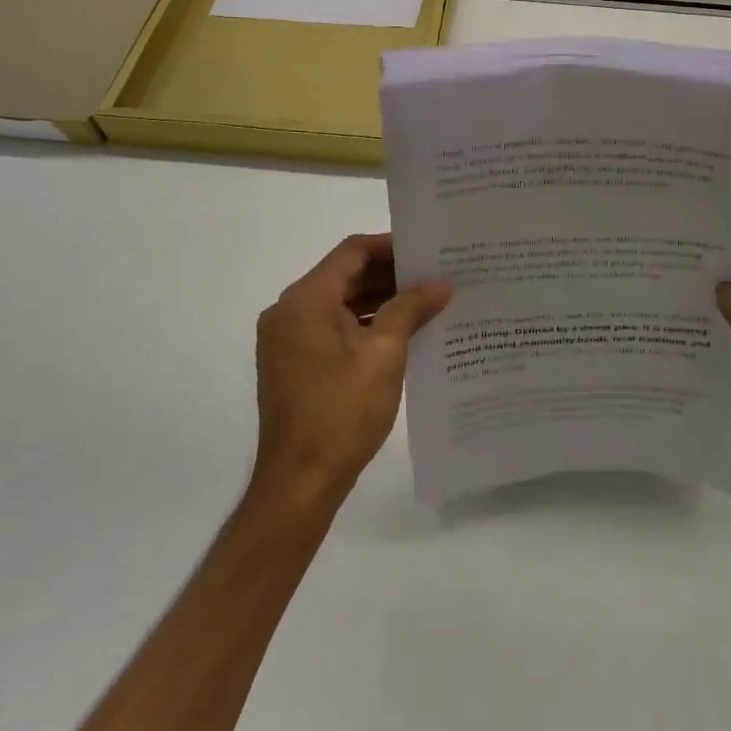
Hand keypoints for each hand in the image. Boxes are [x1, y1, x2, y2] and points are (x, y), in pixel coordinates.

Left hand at [252, 233, 451, 505]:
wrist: (299, 484)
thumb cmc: (342, 411)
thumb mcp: (385, 353)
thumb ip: (411, 309)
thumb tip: (441, 282)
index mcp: (305, 300)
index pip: (351, 253)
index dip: (390, 246)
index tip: (427, 251)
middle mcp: (290, 312)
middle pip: (345, 276)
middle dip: (390, 274)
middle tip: (435, 274)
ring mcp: (288, 340)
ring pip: (340, 303)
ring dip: (380, 300)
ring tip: (427, 301)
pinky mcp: (294, 363)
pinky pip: (333, 328)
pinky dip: (365, 324)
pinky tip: (402, 331)